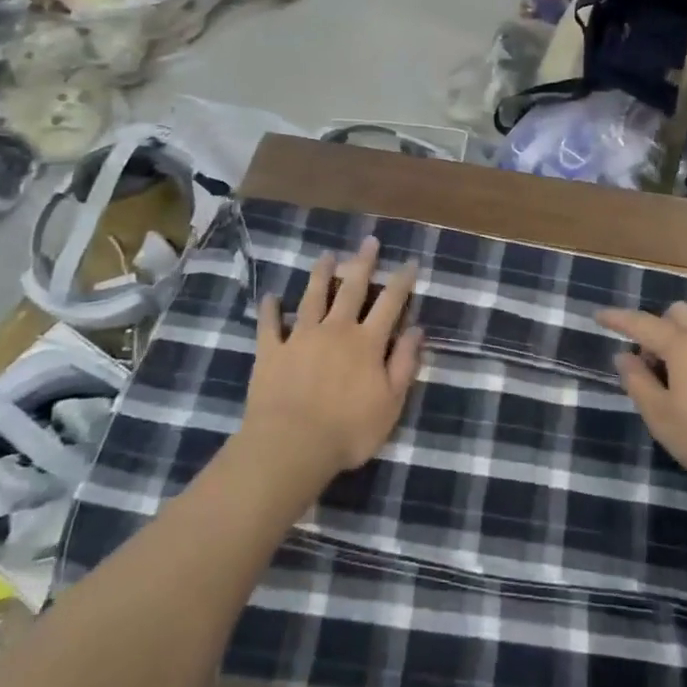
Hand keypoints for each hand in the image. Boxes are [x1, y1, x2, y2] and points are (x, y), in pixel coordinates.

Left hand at [240, 236, 424, 489]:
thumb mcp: (391, 403)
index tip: (410, 261)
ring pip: (312, 297)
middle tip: (368, 241)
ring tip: (326, 255)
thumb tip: (417, 330)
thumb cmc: (348, 430)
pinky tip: (270, 297)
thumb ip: (404, 364)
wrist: (291, 445)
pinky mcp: (271, 352)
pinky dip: (270, 309)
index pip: (390, 303)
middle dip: (362, 263)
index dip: (402, 281)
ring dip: (321, 274)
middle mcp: (336, 330)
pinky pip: (270, 325)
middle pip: (351, 289)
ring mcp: (300, 337)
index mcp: (367, 342)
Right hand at [599, 301, 686, 499]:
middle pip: (676, 314)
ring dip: (680, 340)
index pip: (642, 322)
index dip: (618, 319)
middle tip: (649, 363)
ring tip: (676, 380)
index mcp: (684, 344)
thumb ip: (638, 383)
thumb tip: (624, 356)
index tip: (599, 315)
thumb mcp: (663, 418)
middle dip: (656, 327)